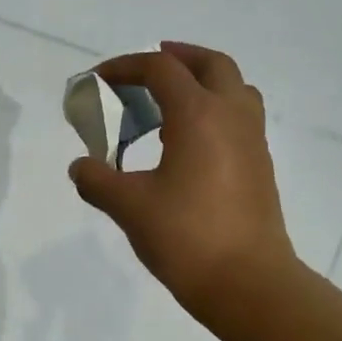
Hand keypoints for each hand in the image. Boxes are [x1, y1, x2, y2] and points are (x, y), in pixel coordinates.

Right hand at [69, 43, 297, 325]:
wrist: (247, 282)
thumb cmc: (186, 237)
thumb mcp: (129, 207)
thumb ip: (98, 181)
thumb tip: (80, 167)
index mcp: (199, 115)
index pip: (161, 70)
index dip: (127, 66)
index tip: (100, 80)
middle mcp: (232, 116)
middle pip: (211, 64)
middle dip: (178, 58)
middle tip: (149, 68)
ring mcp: (253, 141)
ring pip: (235, 89)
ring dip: (205, 82)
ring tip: (172, 102)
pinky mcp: (260, 166)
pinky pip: (241, 118)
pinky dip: (216, 111)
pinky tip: (191, 143)